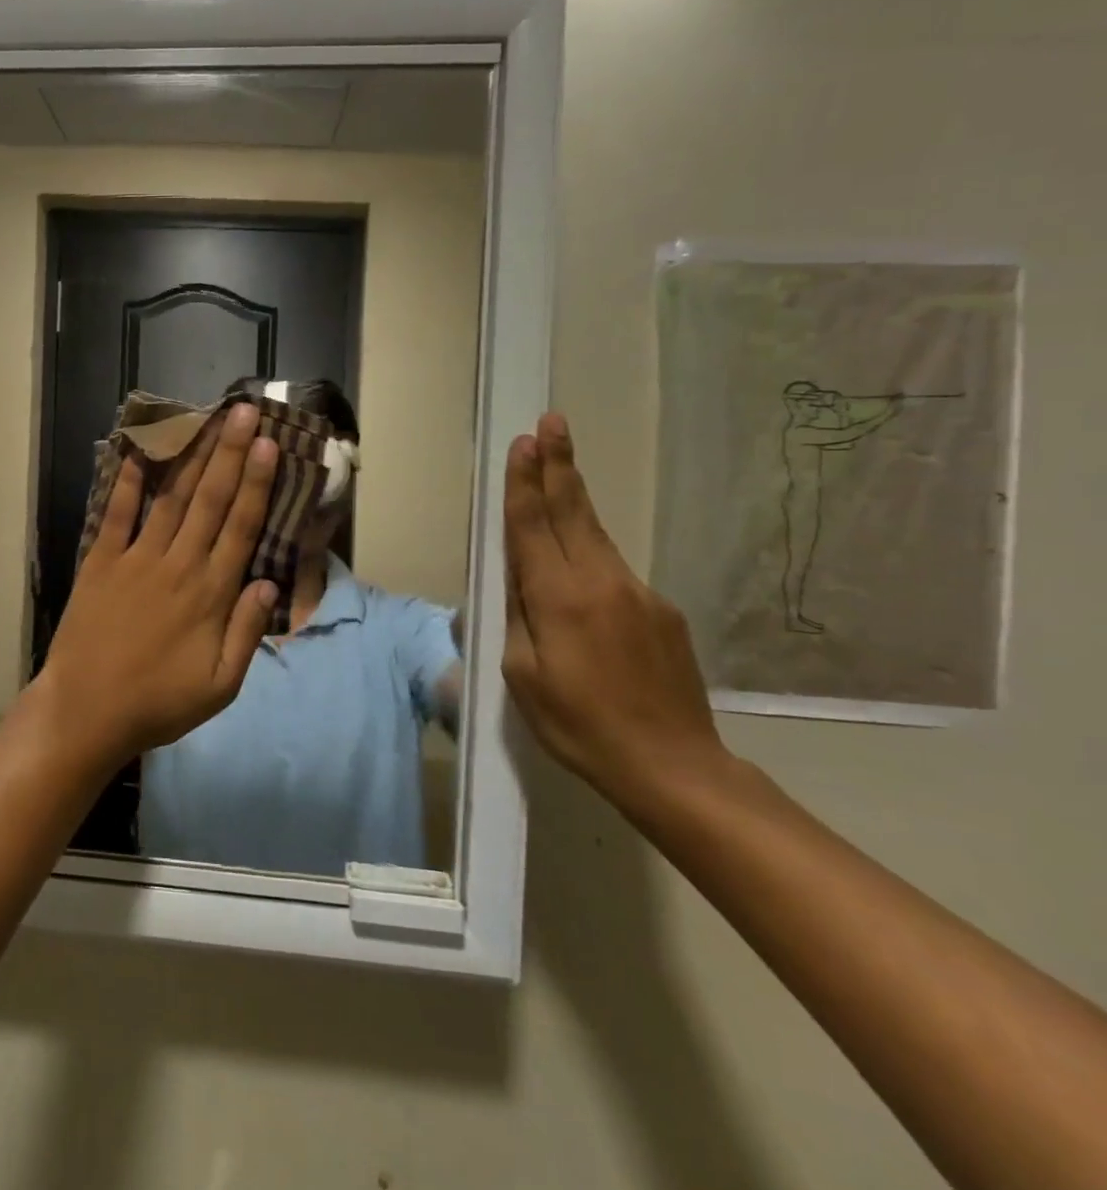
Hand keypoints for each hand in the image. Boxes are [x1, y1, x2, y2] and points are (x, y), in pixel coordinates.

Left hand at [35, 403, 278, 767]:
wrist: (86, 711)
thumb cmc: (159, 703)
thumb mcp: (221, 686)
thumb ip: (246, 632)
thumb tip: (269, 582)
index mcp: (211, 593)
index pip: (241, 526)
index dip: (257, 483)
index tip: (269, 445)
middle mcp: (178, 564)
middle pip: (210, 500)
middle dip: (230, 452)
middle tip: (244, 411)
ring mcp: (136, 559)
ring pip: (171, 498)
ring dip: (190, 457)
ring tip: (205, 420)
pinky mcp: (101, 562)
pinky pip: (116, 514)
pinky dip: (127, 482)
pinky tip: (137, 451)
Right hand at [501, 413, 728, 812]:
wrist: (674, 767)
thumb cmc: (579, 725)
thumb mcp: (522, 675)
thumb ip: (516, 618)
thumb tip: (515, 581)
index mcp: (559, 598)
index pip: (535, 526)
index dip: (525, 483)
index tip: (524, 443)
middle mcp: (601, 582)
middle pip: (574, 512)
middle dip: (559, 465)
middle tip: (551, 423)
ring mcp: (639, 594)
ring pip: (596, 535)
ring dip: (574, 497)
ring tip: (559, 467)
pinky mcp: (661, 611)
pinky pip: (614, 571)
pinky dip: (590, 552)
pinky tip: (578, 568)